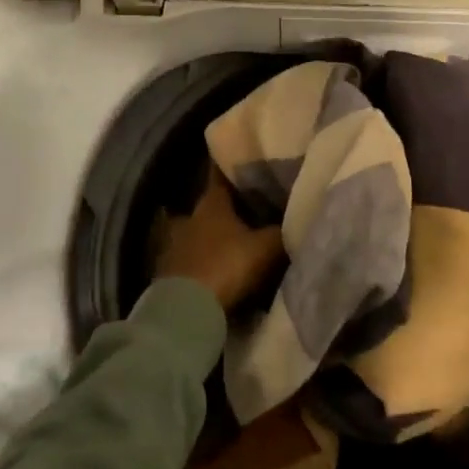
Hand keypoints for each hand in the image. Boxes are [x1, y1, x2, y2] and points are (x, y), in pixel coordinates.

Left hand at [153, 171, 284, 312]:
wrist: (186, 310)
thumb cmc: (227, 266)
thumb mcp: (266, 247)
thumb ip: (282, 230)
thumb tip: (297, 215)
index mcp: (212, 203)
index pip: (221, 174)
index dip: (234, 166)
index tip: (246, 158)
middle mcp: (190, 216)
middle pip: (213, 205)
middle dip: (230, 206)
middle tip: (253, 205)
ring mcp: (176, 244)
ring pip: (202, 231)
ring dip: (216, 234)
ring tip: (239, 238)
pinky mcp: (170, 270)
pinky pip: (194, 256)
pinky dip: (207, 257)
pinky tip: (221, 264)